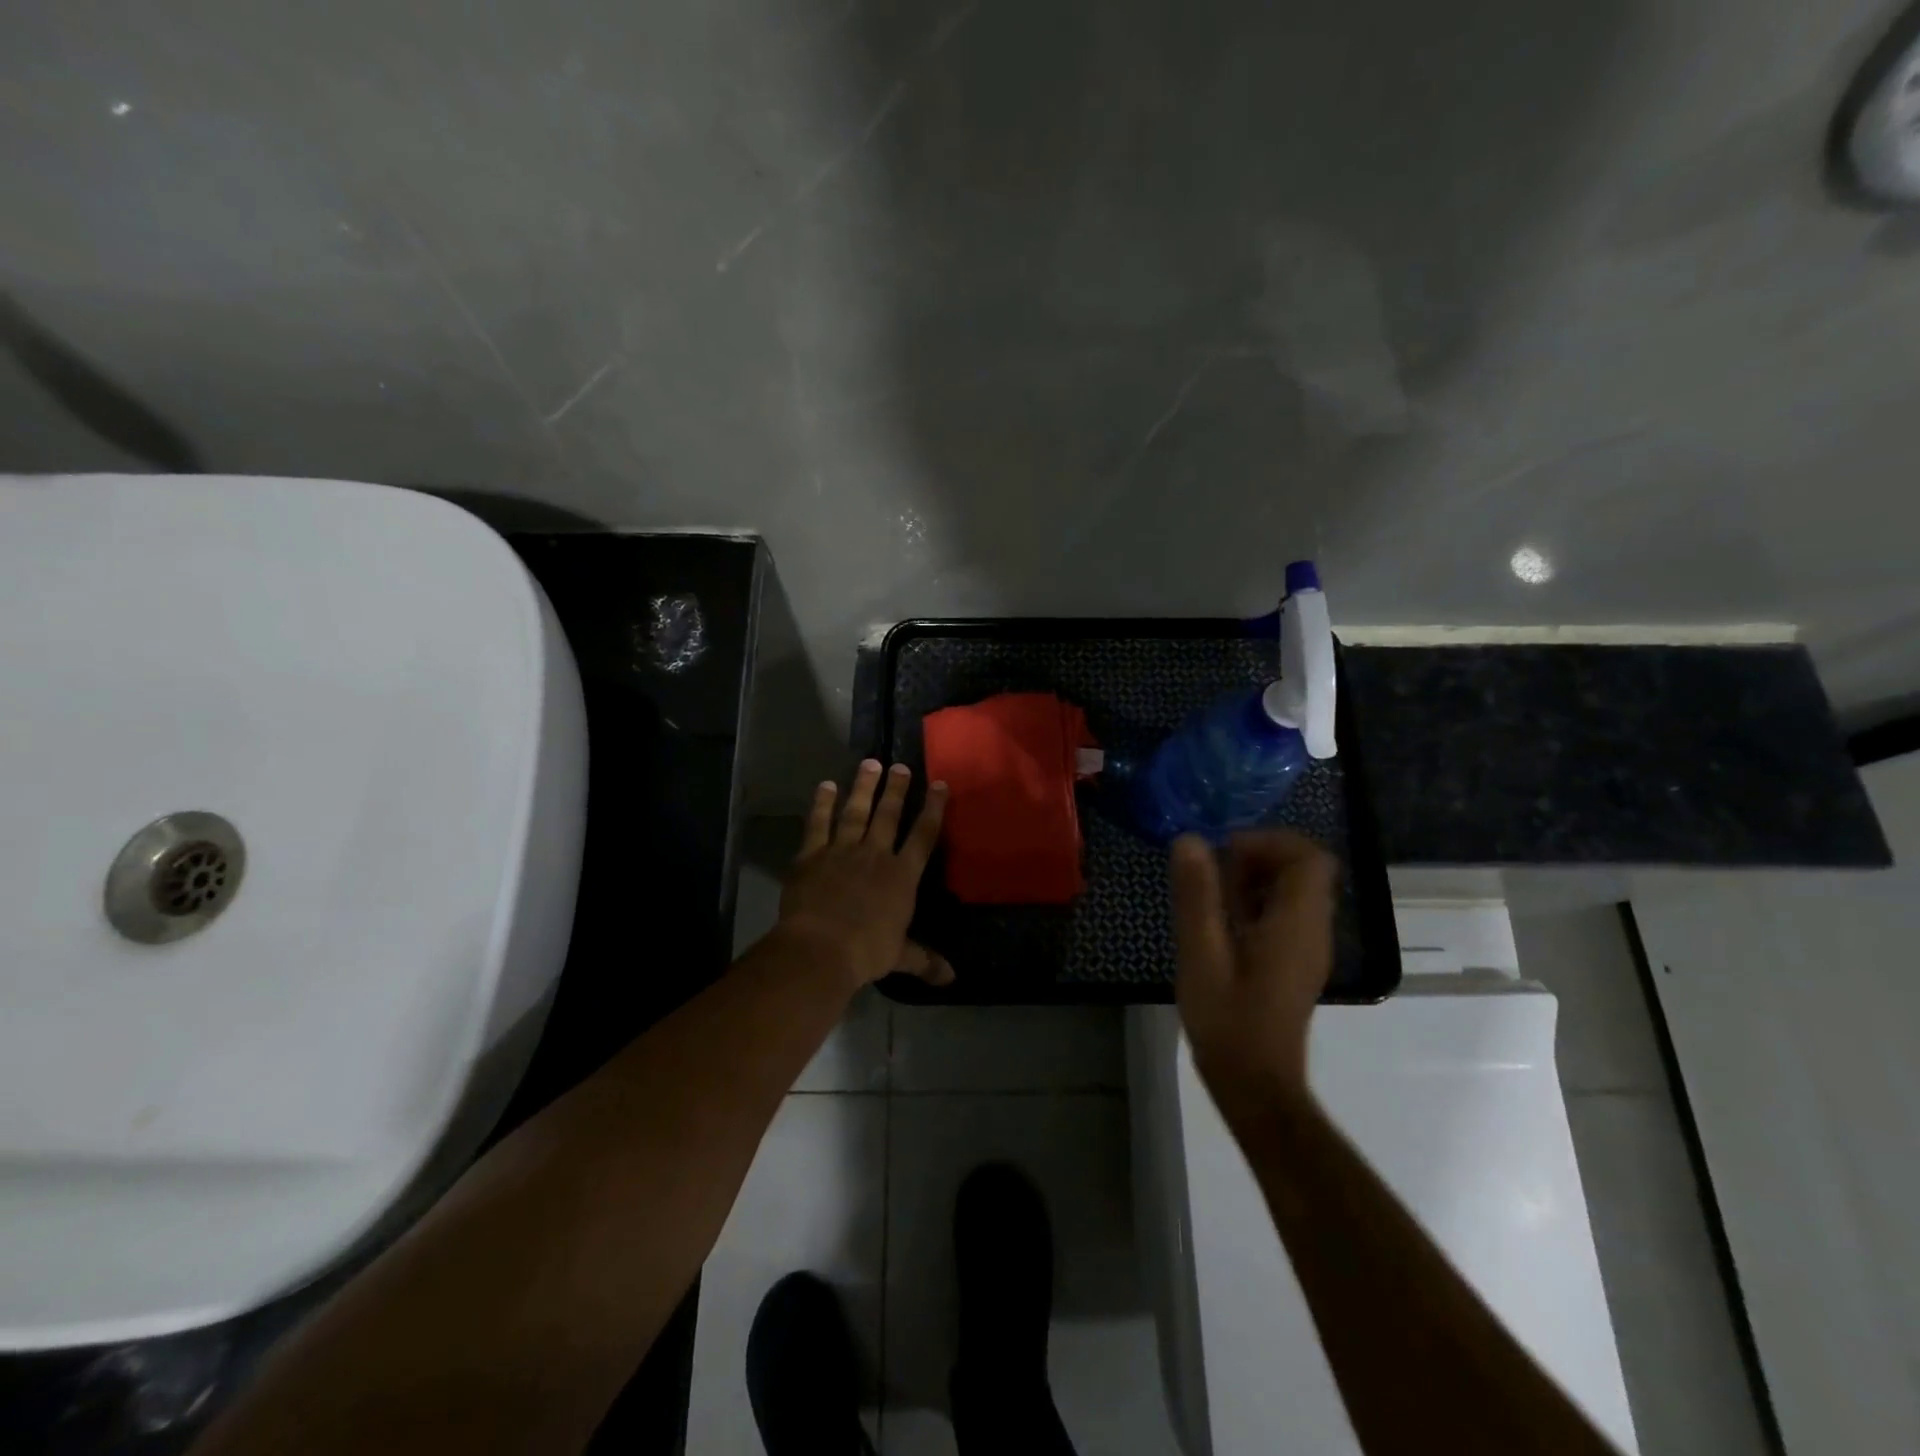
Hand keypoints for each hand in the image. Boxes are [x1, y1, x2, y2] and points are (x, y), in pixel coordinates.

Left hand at [778, 760, 952, 989]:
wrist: (820, 949)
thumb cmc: (865, 952)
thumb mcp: (898, 956)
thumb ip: (924, 960)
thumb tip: (952, 978)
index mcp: (902, 876)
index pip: (924, 835)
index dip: (933, 808)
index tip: (940, 785)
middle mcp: (875, 855)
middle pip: (889, 814)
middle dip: (896, 789)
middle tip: (901, 766)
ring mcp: (842, 851)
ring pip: (856, 811)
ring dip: (863, 787)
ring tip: (870, 763)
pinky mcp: (812, 855)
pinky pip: (818, 823)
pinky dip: (822, 804)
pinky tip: (825, 786)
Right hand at [1170, 830, 1335, 1121]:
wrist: (1255, 1085)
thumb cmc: (1227, 1020)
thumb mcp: (1201, 953)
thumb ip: (1197, 895)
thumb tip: (1190, 840)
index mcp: (1296, 923)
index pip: (1308, 857)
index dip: (1268, 842)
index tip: (1225, 853)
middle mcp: (1312, 930)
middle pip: (1303, 869)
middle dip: (1258, 858)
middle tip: (1213, 874)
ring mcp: (1307, 948)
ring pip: (1294, 891)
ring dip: (1255, 881)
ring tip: (1211, 899)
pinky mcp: (1295, 963)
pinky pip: (1286, 914)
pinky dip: (1257, 904)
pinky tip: (1221, 925)